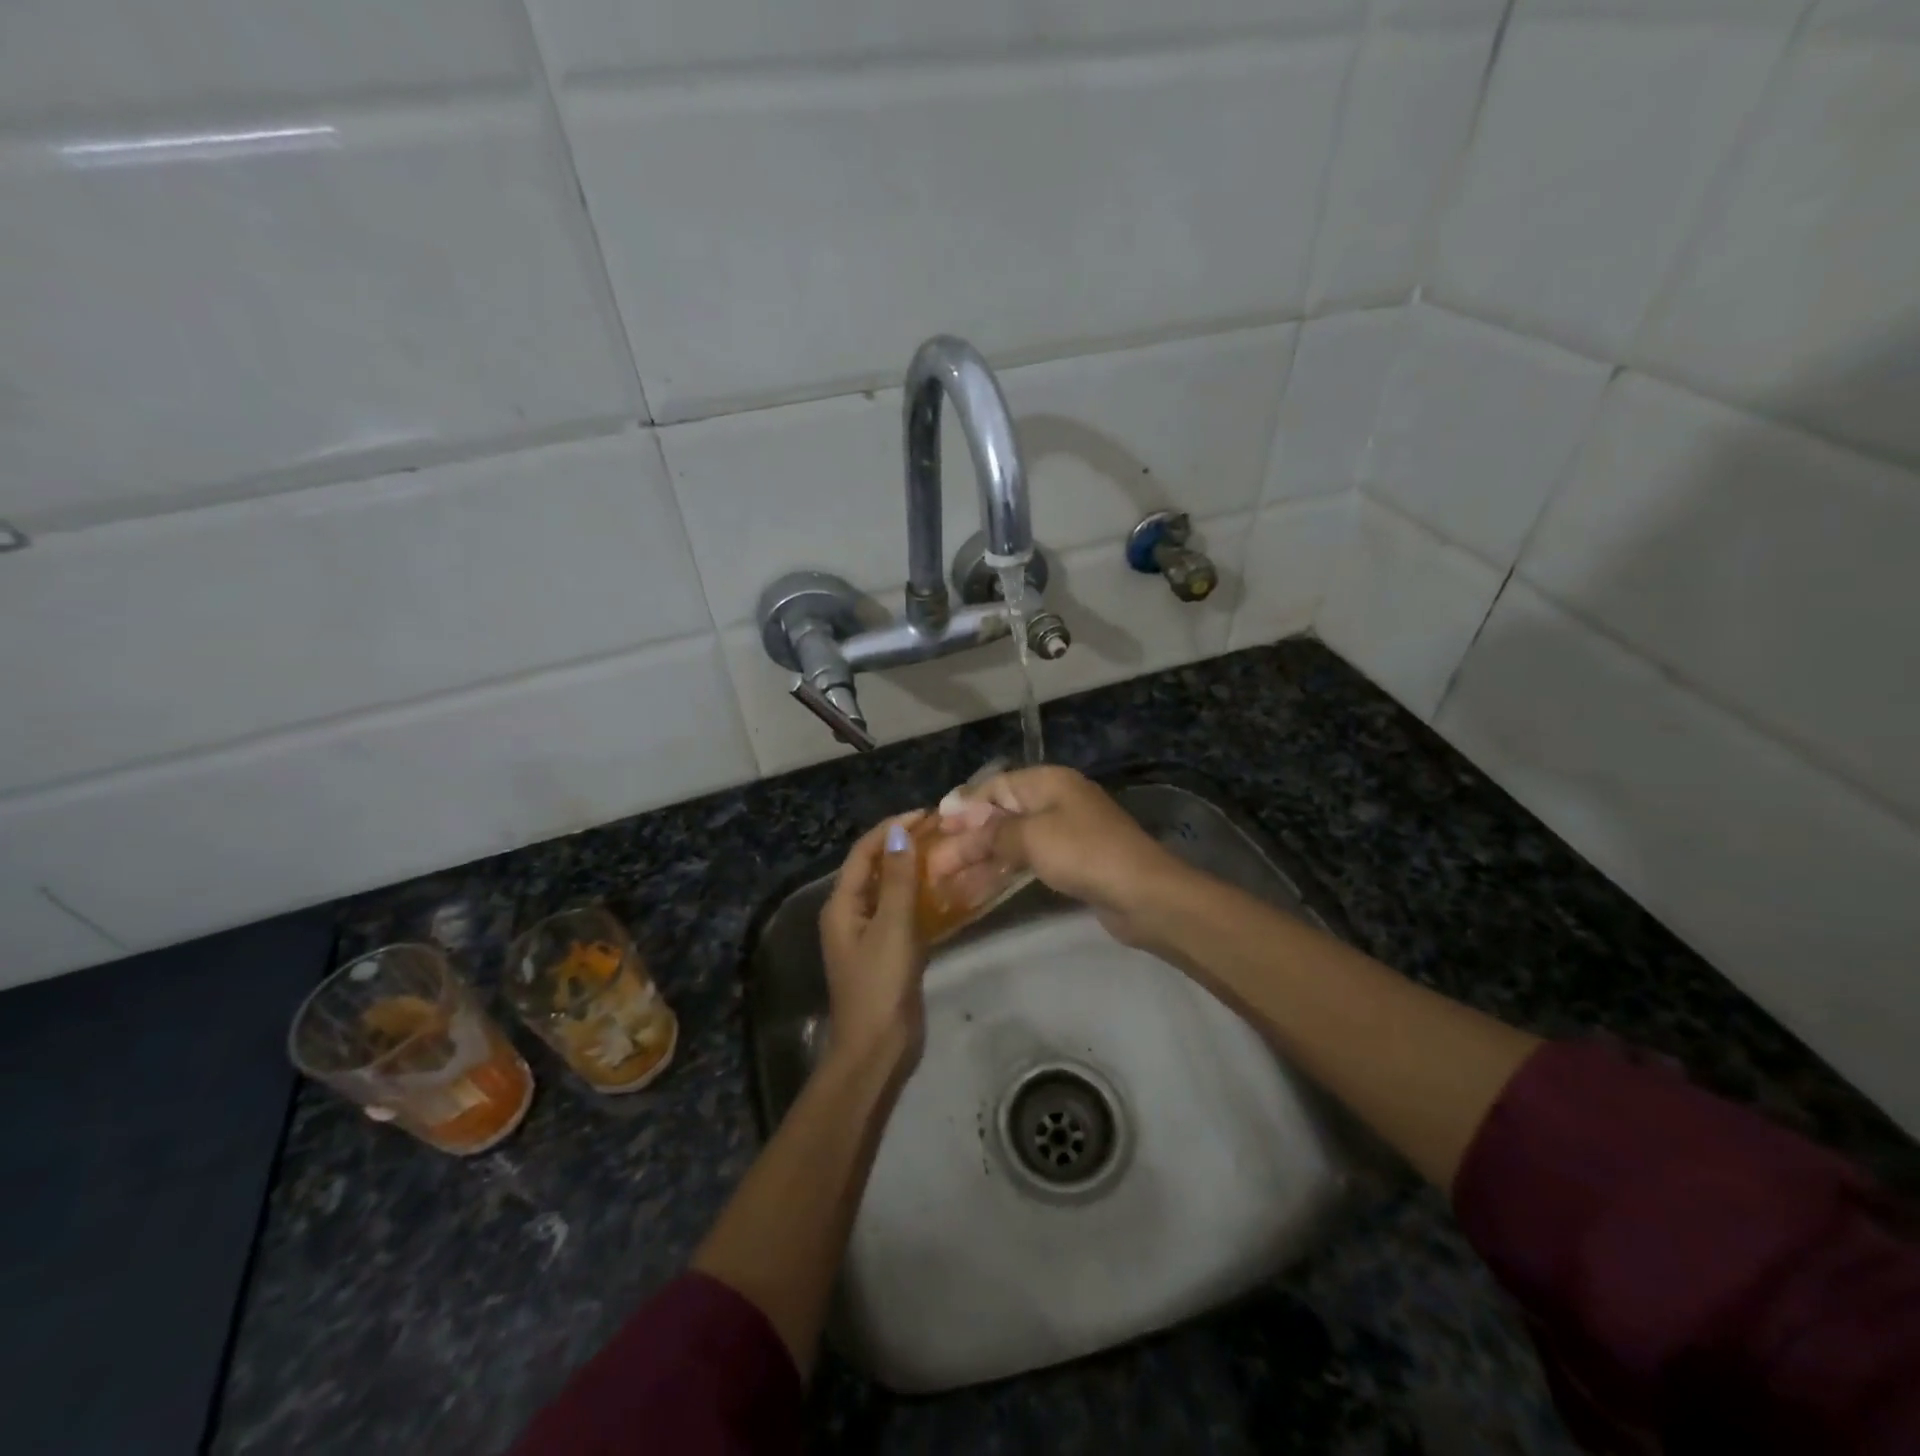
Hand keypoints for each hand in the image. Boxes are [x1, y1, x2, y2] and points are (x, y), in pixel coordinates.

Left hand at [818, 811, 929, 1070]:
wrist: (878, 1049)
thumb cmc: (880, 985)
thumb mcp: (892, 927)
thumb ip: (899, 880)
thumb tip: (899, 833)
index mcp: (843, 905)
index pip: (864, 853)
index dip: (891, 828)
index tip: (925, 814)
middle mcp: (852, 914)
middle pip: (877, 868)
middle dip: (904, 846)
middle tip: (941, 831)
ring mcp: (871, 934)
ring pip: (893, 891)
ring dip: (915, 871)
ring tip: (948, 853)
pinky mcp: (889, 952)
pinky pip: (904, 914)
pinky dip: (922, 898)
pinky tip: (948, 892)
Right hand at [926, 767, 1194, 946]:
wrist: (1144, 895)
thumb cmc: (1084, 854)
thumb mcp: (1031, 837)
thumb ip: (992, 831)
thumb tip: (960, 821)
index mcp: (1048, 782)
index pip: (995, 786)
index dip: (964, 806)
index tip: (935, 827)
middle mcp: (1055, 802)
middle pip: (1000, 815)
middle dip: (967, 838)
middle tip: (934, 863)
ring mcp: (1064, 833)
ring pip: (1011, 842)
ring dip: (979, 859)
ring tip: (946, 880)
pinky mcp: (1071, 863)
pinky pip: (1026, 861)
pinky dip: (1002, 872)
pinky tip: (977, 888)